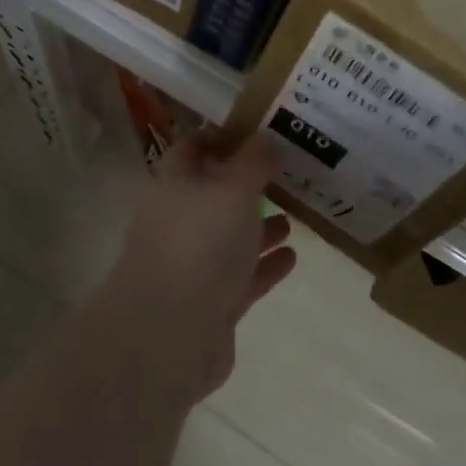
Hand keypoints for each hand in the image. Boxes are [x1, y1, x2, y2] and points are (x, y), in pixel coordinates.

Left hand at [90, 131, 297, 402]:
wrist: (170, 333)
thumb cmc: (201, 244)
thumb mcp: (233, 189)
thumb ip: (253, 161)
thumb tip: (264, 136)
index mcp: (176, 186)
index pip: (192, 149)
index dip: (220, 137)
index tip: (257, 132)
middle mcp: (179, 221)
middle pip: (214, 195)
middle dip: (248, 186)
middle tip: (288, 177)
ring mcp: (193, 265)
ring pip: (230, 237)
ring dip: (259, 227)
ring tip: (295, 217)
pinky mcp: (210, 304)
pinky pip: (242, 276)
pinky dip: (265, 265)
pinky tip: (292, 258)